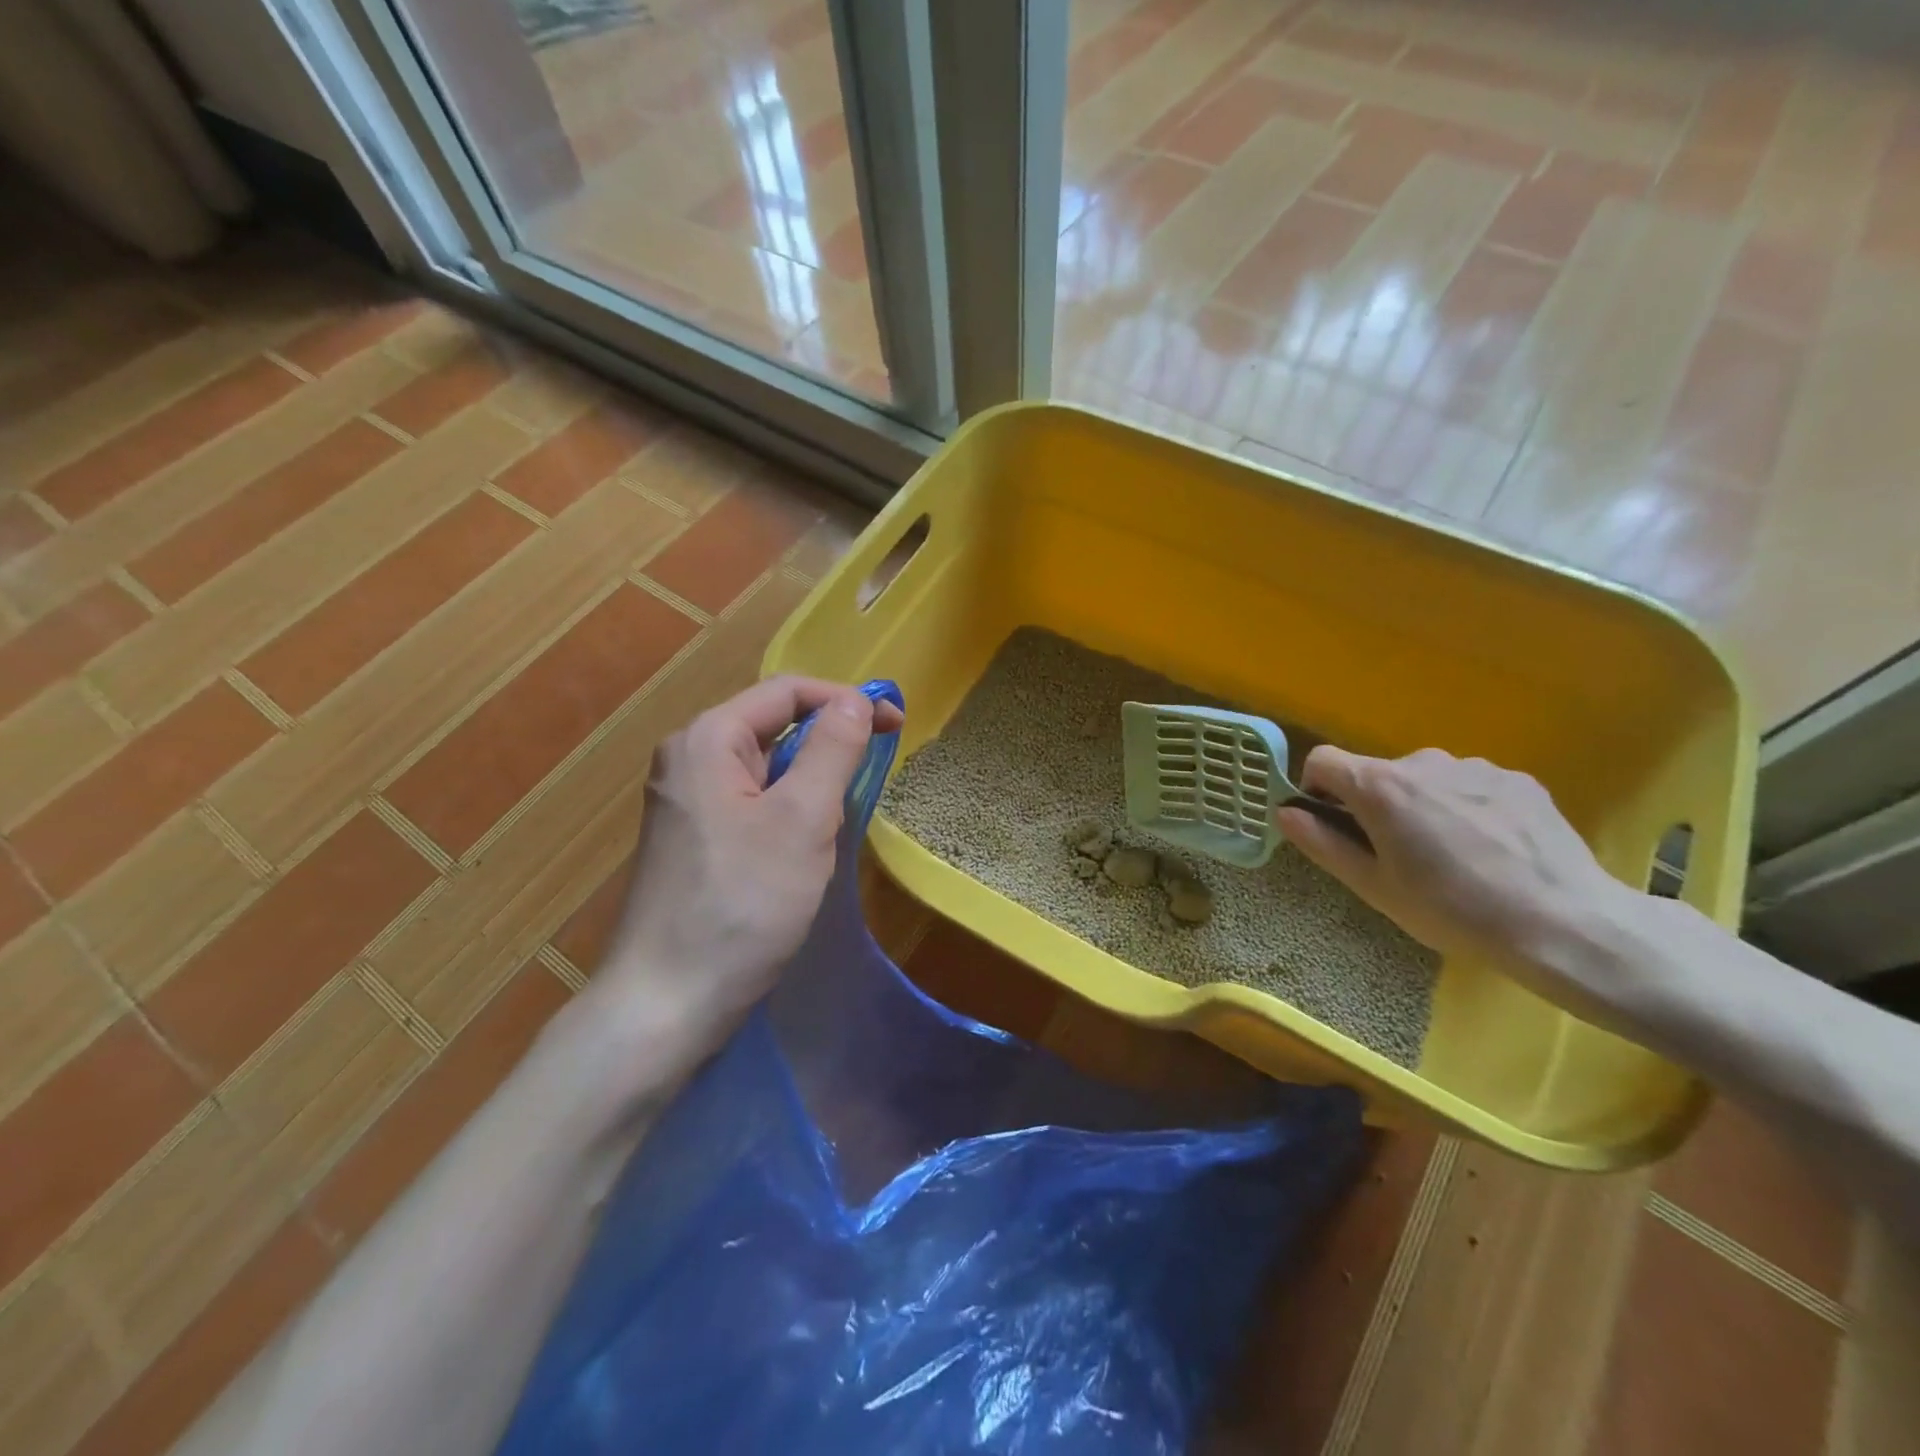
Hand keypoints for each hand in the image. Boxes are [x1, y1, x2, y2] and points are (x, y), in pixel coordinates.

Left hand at [589, 677, 902, 1065]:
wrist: (666, 1003)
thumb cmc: (742, 903)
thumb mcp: (803, 819)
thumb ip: (832, 749)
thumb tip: (856, 700)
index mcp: (707, 739)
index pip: (787, 692)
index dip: (846, 700)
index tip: (897, 726)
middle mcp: (687, 759)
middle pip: (773, 727)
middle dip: (828, 746)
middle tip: (869, 782)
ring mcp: (684, 802)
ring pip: (765, 770)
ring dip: (810, 785)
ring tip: (834, 827)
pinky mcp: (691, 839)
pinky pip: (750, 804)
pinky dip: (787, 813)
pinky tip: (800, 854)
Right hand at [1275, 747, 1632, 980]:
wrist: (1563, 924)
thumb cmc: (1452, 910)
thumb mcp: (1373, 886)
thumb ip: (1321, 843)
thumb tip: (1284, 811)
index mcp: (1380, 786)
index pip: (1322, 760)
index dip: (1316, 788)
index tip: (1333, 824)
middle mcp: (1423, 761)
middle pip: (1377, 773)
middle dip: (1375, 805)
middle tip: (1399, 857)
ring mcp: (1475, 767)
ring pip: (1426, 780)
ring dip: (1423, 806)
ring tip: (1453, 857)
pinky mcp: (1517, 779)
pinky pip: (1470, 786)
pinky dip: (1466, 808)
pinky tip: (1492, 851)